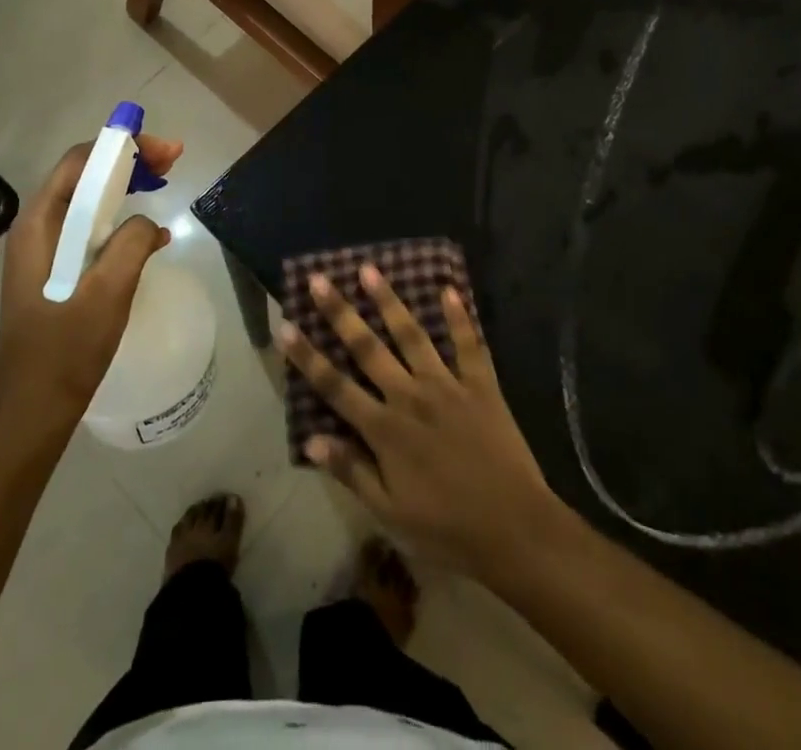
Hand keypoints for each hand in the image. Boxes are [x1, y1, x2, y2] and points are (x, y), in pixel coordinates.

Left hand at [0, 136, 183, 421]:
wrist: (33, 405)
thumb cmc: (67, 347)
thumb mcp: (109, 290)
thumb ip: (131, 243)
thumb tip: (146, 223)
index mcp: (40, 223)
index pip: (80, 162)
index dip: (122, 147)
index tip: (164, 151)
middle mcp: (37, 227)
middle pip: (84, 175)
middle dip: (128, 162)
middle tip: (171, 162)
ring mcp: (43, 249)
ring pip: (89, 200)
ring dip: (126, 187)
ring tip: (163, 183)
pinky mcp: (55, 269)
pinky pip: (90, 228)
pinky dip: (120, 219)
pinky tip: (150, 235)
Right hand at [278, 265, 560, 574]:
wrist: (515, 531)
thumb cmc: (447, 528)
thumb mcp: (390, 513)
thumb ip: (351, 471)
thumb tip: (310, 440)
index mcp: (385, 429)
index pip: (335, 386)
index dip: (307, 356)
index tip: (285, 325)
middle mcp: (410, 397)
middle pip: (368, 348)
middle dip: (340, 313)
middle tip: (319, 279)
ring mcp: (447, 386)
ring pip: (412, 335)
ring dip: (389, 301)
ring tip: (369, 269)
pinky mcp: (481, 385)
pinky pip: (469, 345)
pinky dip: (459, 317)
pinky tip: (448, 288)